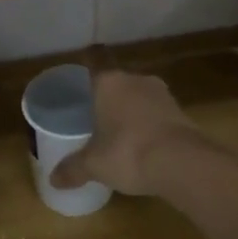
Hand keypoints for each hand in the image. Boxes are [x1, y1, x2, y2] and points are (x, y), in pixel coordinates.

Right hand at [48, 66, 202, 197]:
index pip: (96, 59)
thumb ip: (73, 169)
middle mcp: (136, 80)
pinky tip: (145, 145)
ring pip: (140, 96)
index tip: (83, 71)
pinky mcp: (182, 112)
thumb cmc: (128, 152)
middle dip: (109, 96)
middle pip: (118, 80)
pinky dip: (151, 125)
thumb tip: (54, 179)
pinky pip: (158, 114)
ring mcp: (163, 94)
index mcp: (109, 82)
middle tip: (96, 114)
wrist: (183, 163)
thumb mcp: (94, 164)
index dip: (89, 63)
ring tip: (120, 133)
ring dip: (132, 110)